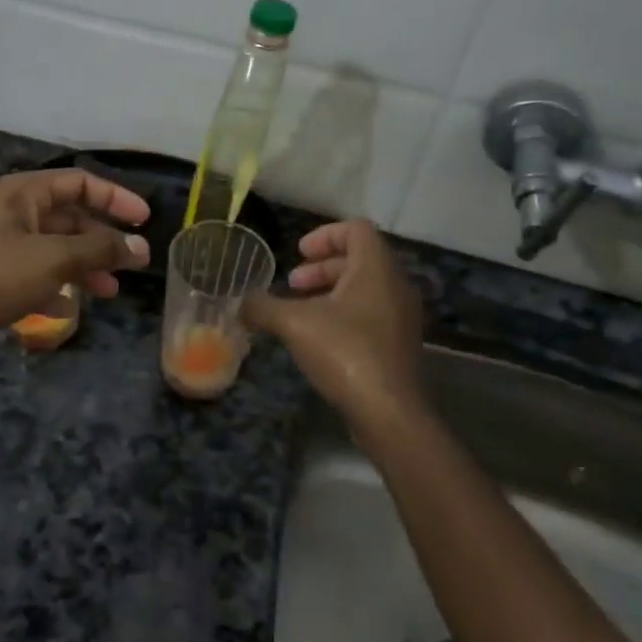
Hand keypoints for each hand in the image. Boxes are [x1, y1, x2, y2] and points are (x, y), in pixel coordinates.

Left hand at [0, 169, 150, 356]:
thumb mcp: (54, 258)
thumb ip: (99, 250)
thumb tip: (140, 247)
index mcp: (24, 194)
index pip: (79, 182)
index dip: (115, 197)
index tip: (144, 220)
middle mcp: (14, 214)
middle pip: (70, 217)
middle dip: (102, 240)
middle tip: (132, 264)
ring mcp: (3, 247)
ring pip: (56, 250)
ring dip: (84, 267)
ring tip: (109, 291)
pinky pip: (36, 278)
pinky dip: (56, 289)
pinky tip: (70, 309)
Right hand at [244, 219, 423, 427]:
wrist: (389, 411)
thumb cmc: (344, 352)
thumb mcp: (293, 324)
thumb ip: (263, 307)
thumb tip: (240, 304)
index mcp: (376, 269)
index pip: (356, 229)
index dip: (325, 235)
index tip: (298, 253)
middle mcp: (396, 285)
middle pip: (359, 258)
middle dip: (322, 267)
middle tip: (293, 284)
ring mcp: (401, 316)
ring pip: (365, 288)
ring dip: (331, 291)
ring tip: (300, 312)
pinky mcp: (399, 343)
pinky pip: (371, 312)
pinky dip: (344, 313)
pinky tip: (318, 337)